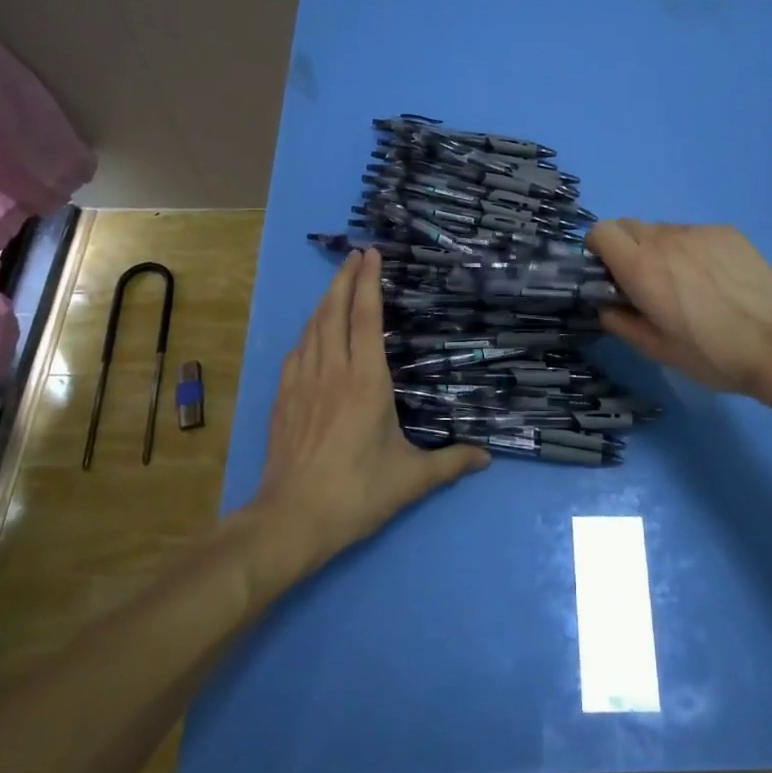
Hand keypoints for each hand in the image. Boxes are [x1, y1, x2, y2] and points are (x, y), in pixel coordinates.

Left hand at [252, 249, 487, 564]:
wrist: (291, 519)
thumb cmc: (356, 493)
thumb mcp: (411, 479)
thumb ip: (450, 463)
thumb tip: (487, 457)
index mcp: (366, 381)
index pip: (367, 318)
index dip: (370, 282)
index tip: (372, 254)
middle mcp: (332, 371)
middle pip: (336, 311)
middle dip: (346, 278)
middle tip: (356, 253)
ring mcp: (303, 382)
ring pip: (313, 326)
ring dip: (326, 299)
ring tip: (338, 282)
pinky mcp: (284, 397)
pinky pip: (297, 350)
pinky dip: (309, 330)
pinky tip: (313, 332)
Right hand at [586, 221, 771, 404]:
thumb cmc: (713, 354)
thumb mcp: (659, 351)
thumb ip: (623, 324)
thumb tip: (607, 308)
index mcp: (641, 268)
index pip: (601, 232)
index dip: (599, 249)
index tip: (609, 273)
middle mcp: (665, 240)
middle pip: (629, 226)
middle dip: (626, 248)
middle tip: (643, 281)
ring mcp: (698, 232)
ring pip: (663, 229)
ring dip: (659, 249)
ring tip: (685, 282)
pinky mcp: (727, 232)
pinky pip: (694, 233)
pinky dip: (691, 249)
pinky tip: (714, 279)